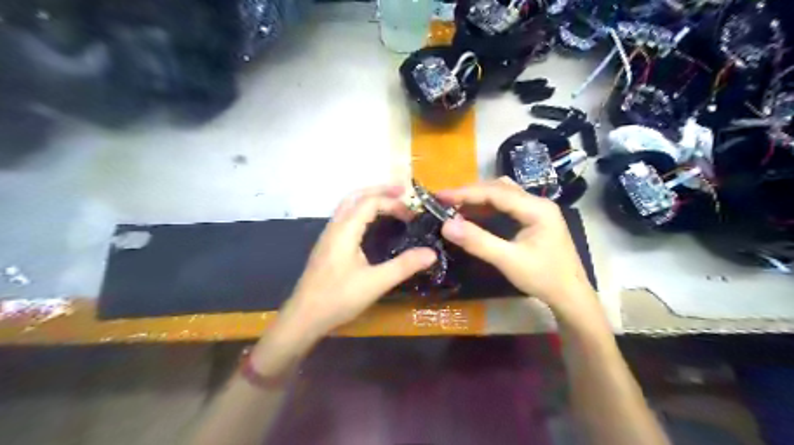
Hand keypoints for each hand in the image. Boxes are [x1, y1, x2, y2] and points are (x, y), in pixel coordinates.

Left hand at [274, 184, 432, 344]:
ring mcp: (328, 236)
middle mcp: (335, 226)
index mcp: (345, 230)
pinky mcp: (327, 246)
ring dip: (369, 198)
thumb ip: (404, 266)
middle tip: (402, 191)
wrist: (304, 316)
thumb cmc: (338, 298)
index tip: (412, 216)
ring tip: (389, 202)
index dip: (393, 203)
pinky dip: (361, 210)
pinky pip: (345, 217)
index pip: (370, 202)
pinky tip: (370, 224)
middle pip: (356, 196)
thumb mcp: (375, 283)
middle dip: (379, 190)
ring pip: (348, 205)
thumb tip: (431, 253)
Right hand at [437, 178, 598, 323]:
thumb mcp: (509, 261)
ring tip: (455, 207)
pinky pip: (506, 207)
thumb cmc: (544, 278)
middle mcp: (537, 203)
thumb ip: (478, 242)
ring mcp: (537, 210)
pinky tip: (474, 216)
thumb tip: (446, 225)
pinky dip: (487, 208)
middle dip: (470, 193)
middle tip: (445, 202)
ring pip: (502, 195)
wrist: (571, 297)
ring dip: (478, 199)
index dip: (466, 193)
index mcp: (536, 208)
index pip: (496, 192)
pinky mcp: (533, 220)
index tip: (440, 196)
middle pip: (499, 188)